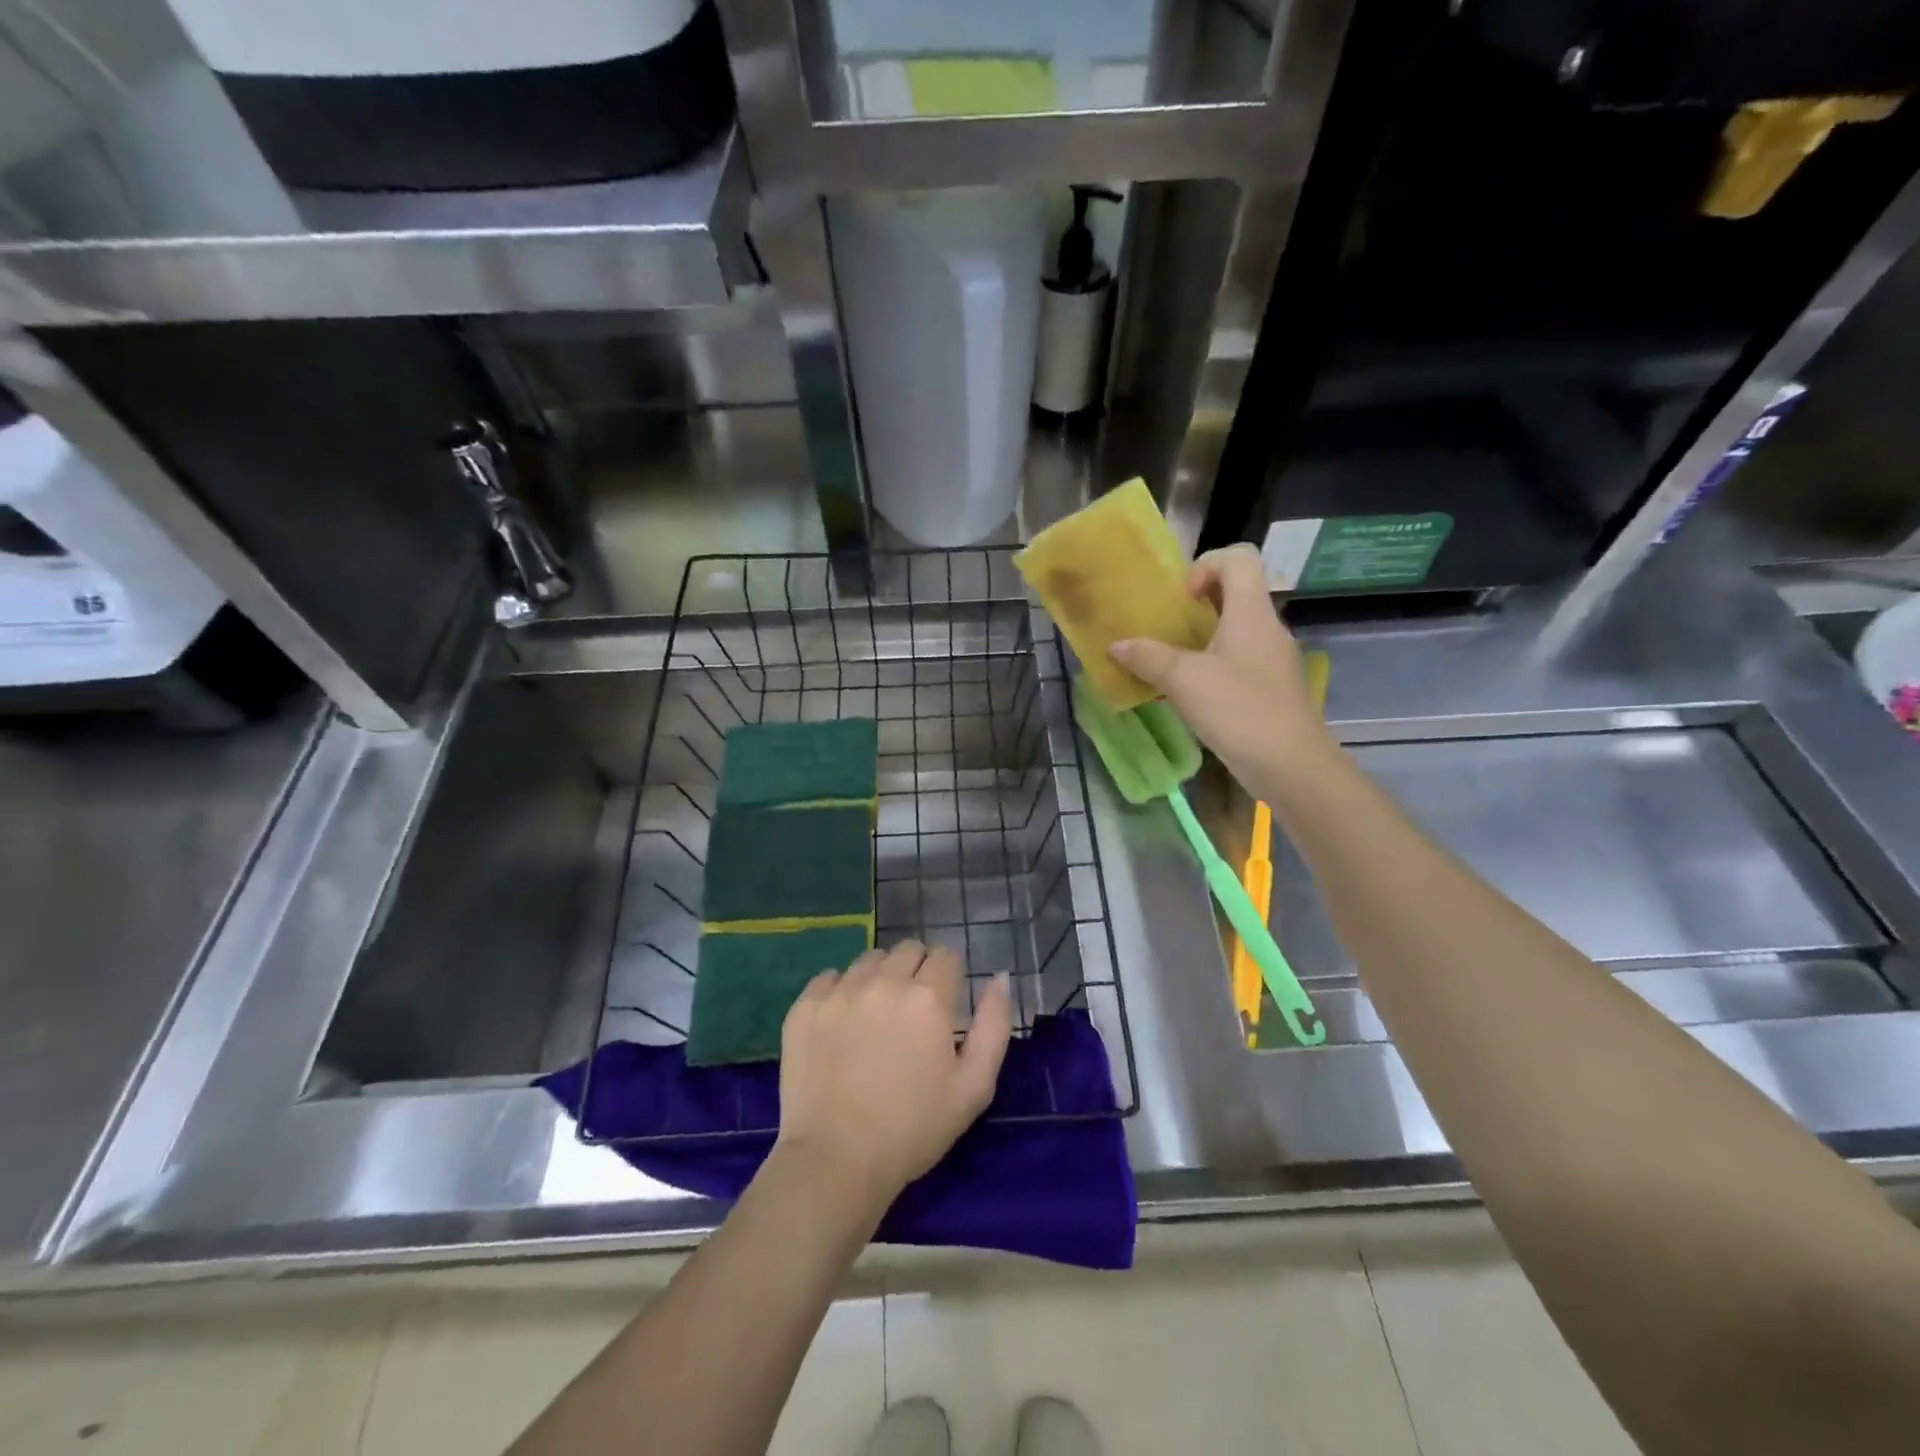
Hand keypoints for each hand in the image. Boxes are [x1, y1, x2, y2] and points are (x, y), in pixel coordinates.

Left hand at [775, 941, 1012, 1214]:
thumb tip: (1000, 978)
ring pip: (869, 959)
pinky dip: (840, 991)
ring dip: (880, 976)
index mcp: (927, 997)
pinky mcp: (805, 1007)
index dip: (950, 976)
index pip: (946, 956)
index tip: (945, 1005)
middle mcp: (884, 981)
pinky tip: (842, 1024)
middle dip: (917, 970)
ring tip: (876, 1016)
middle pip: (908, 949)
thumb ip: (994, 1025)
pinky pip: (829, 978)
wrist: (835, 1161)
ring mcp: (839, 991)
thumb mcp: (974, 1087)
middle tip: (913, 1011)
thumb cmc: (914, 1129)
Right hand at [1109, 544, 1336, 790]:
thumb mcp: (1183, 681)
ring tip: (1172, 661)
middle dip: (1198, 603)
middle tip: (1168, 627)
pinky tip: (1191, 692)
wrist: (1290, 765)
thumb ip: (1147, 658)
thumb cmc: (1237, 710)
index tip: (1182, 599)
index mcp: (1251, 612)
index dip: (1206, 565)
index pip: (1239, 557)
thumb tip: (1116, 646)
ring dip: (1203, 637)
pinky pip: (1240, 660)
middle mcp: (1267, 627)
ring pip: (1237, 629)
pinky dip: (1214, 664)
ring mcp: (1273, 659)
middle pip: (1237, 592)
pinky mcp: (1272, 687)